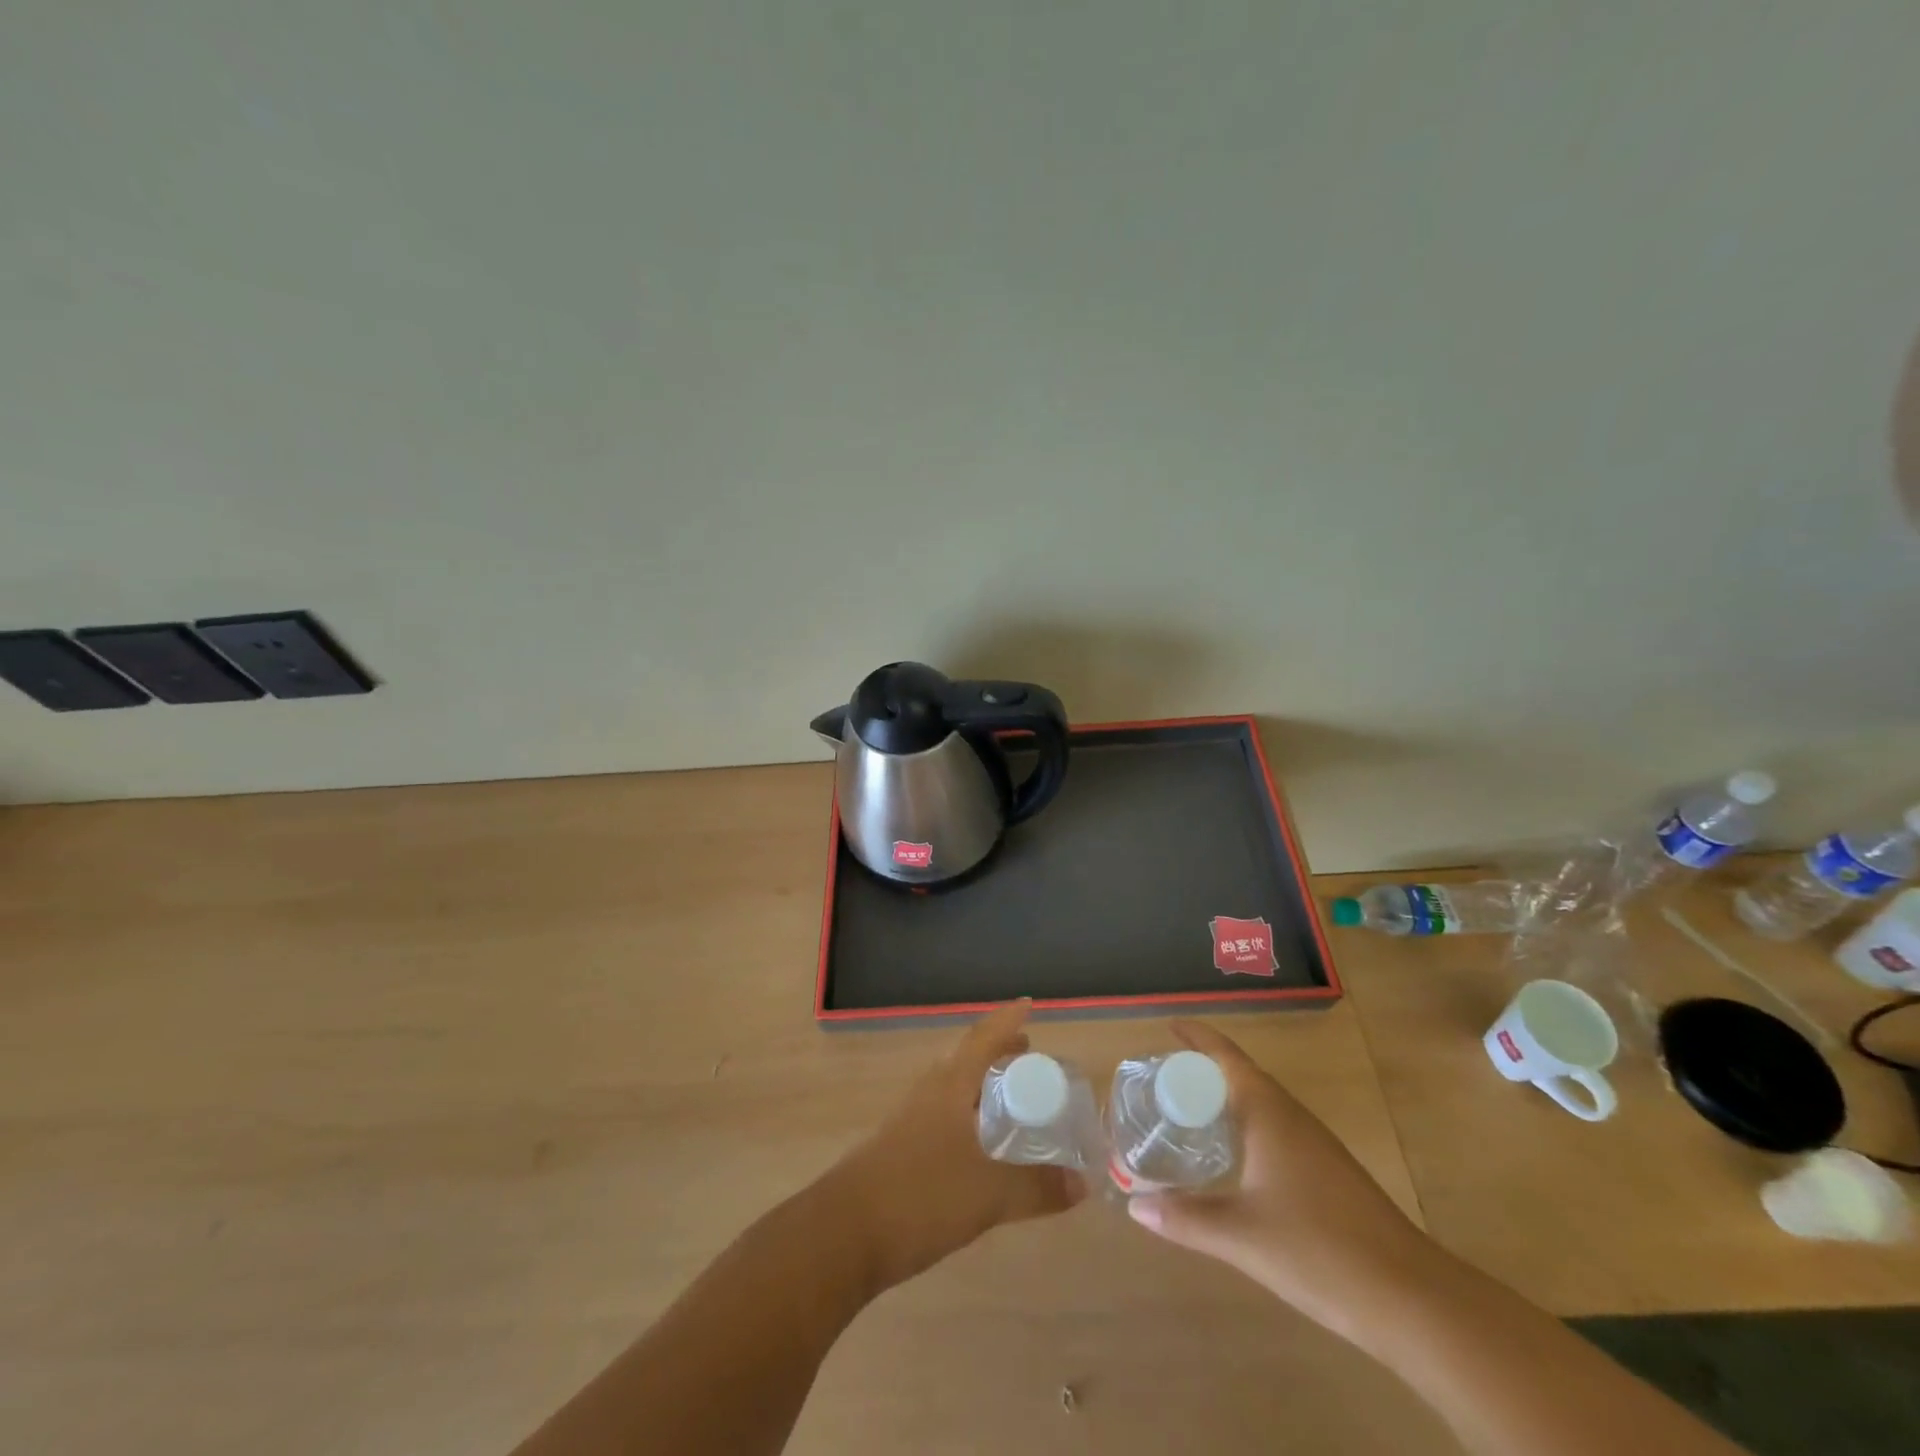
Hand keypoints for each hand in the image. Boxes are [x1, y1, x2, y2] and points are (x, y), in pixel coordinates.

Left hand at [826, 1001, 1084, 1291]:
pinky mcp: (898, 1149)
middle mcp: (928, 1092)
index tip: (1029, 1005)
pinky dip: (966, 1116)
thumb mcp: (988, 1194)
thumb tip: (1082, 1183)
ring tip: (1007, 1099)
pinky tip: (977, 1147)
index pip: (983, 1038)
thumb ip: (1036, 1187)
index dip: (1007, 1020)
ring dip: (980, 1085)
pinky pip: (942, 1116)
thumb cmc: (920, 1196)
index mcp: (949, 1085)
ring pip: (952, 1088)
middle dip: (997, 1052)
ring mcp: (908, 1120)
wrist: (843, 1234)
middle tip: (1028, 1056)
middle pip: (966, 1059)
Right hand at [1127, 1020, 1440, 1340]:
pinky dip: (1243, 1128)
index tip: (1168, 1025)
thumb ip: (1185, 1218)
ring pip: (1259, 1105)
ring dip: (1223, 1100)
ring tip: (1185, 1115)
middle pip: (1240, 1076)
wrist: (1413, 1299)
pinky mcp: (1328, 1172)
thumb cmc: (1320, 1251)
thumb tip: (1135, 1204)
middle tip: (1160, 1081)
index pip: (1226, 1055)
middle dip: (1201, 1071)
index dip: (1197, 1036)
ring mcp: (1314, 1144)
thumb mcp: (1241, 1236)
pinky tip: (1231, 1160)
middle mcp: (1291, 1116)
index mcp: (1268, 1112)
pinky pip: (1274, 1130)